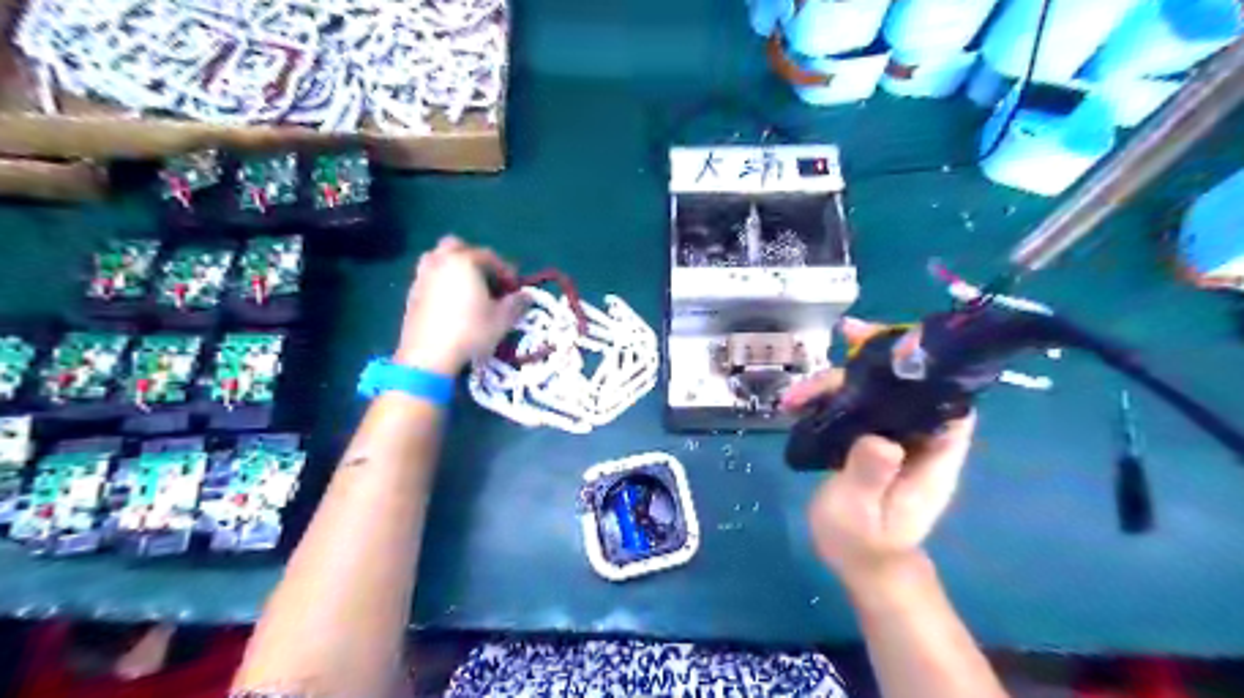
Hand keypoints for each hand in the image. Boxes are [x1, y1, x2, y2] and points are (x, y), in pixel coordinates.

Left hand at [396, 234, 526, 376]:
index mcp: (464, 261)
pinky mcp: (411, 294)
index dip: (506, 271)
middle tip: (486, 279)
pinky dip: (441, 283)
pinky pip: (430, 278)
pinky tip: (451, 305)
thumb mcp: (503, 319)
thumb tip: (526, 295)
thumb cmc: (471, 331)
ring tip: (467, 290)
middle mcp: (440, 261)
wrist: (428, 355)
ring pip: (438, 260)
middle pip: (456, 247)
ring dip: (454, 269)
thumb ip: (517, 303)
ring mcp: (422, 276)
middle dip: (473, 259)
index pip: (489, 256)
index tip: (515, 289)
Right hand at [781, 320, 977, 591]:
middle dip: (872, 361)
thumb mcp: (861, 512)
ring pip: (873, 394)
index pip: (947, 399)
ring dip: (838, 382)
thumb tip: (878, 437)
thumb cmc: (864, 543)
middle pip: (903, 387)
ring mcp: (893, 439)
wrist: (859, 564)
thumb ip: (870, 475)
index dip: (929, 366)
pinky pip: (854, 408)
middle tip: (842, 337)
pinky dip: (829, 398)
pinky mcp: (870, 442)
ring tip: (795, 395)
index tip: (895, 343)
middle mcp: (918, 439)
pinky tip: (798, 402)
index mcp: (932, 454)